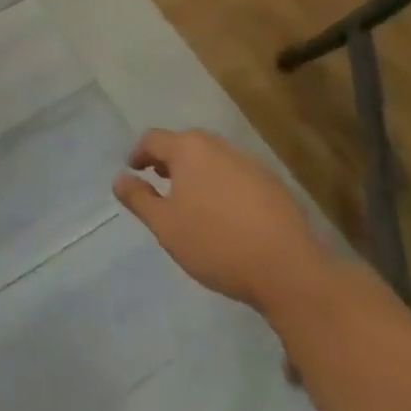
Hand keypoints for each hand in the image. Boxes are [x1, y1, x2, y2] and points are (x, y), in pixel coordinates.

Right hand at [115, 129, 331, 314]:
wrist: (290, 271)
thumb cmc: (216, 243)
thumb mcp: (165, 226)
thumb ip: (139, 199)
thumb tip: (119, 179)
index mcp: (189, 149)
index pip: (153, 139)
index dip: (139, 154)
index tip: (133, 170)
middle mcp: (219, 147)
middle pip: (185, 145)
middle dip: (169, 161)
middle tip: (160, 181)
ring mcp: (251, 165)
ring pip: (213, 160)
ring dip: (198, 173)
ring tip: (192, 201)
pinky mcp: (275, 186)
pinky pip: (237, 177)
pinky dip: (223, 187)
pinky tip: (226, 215)